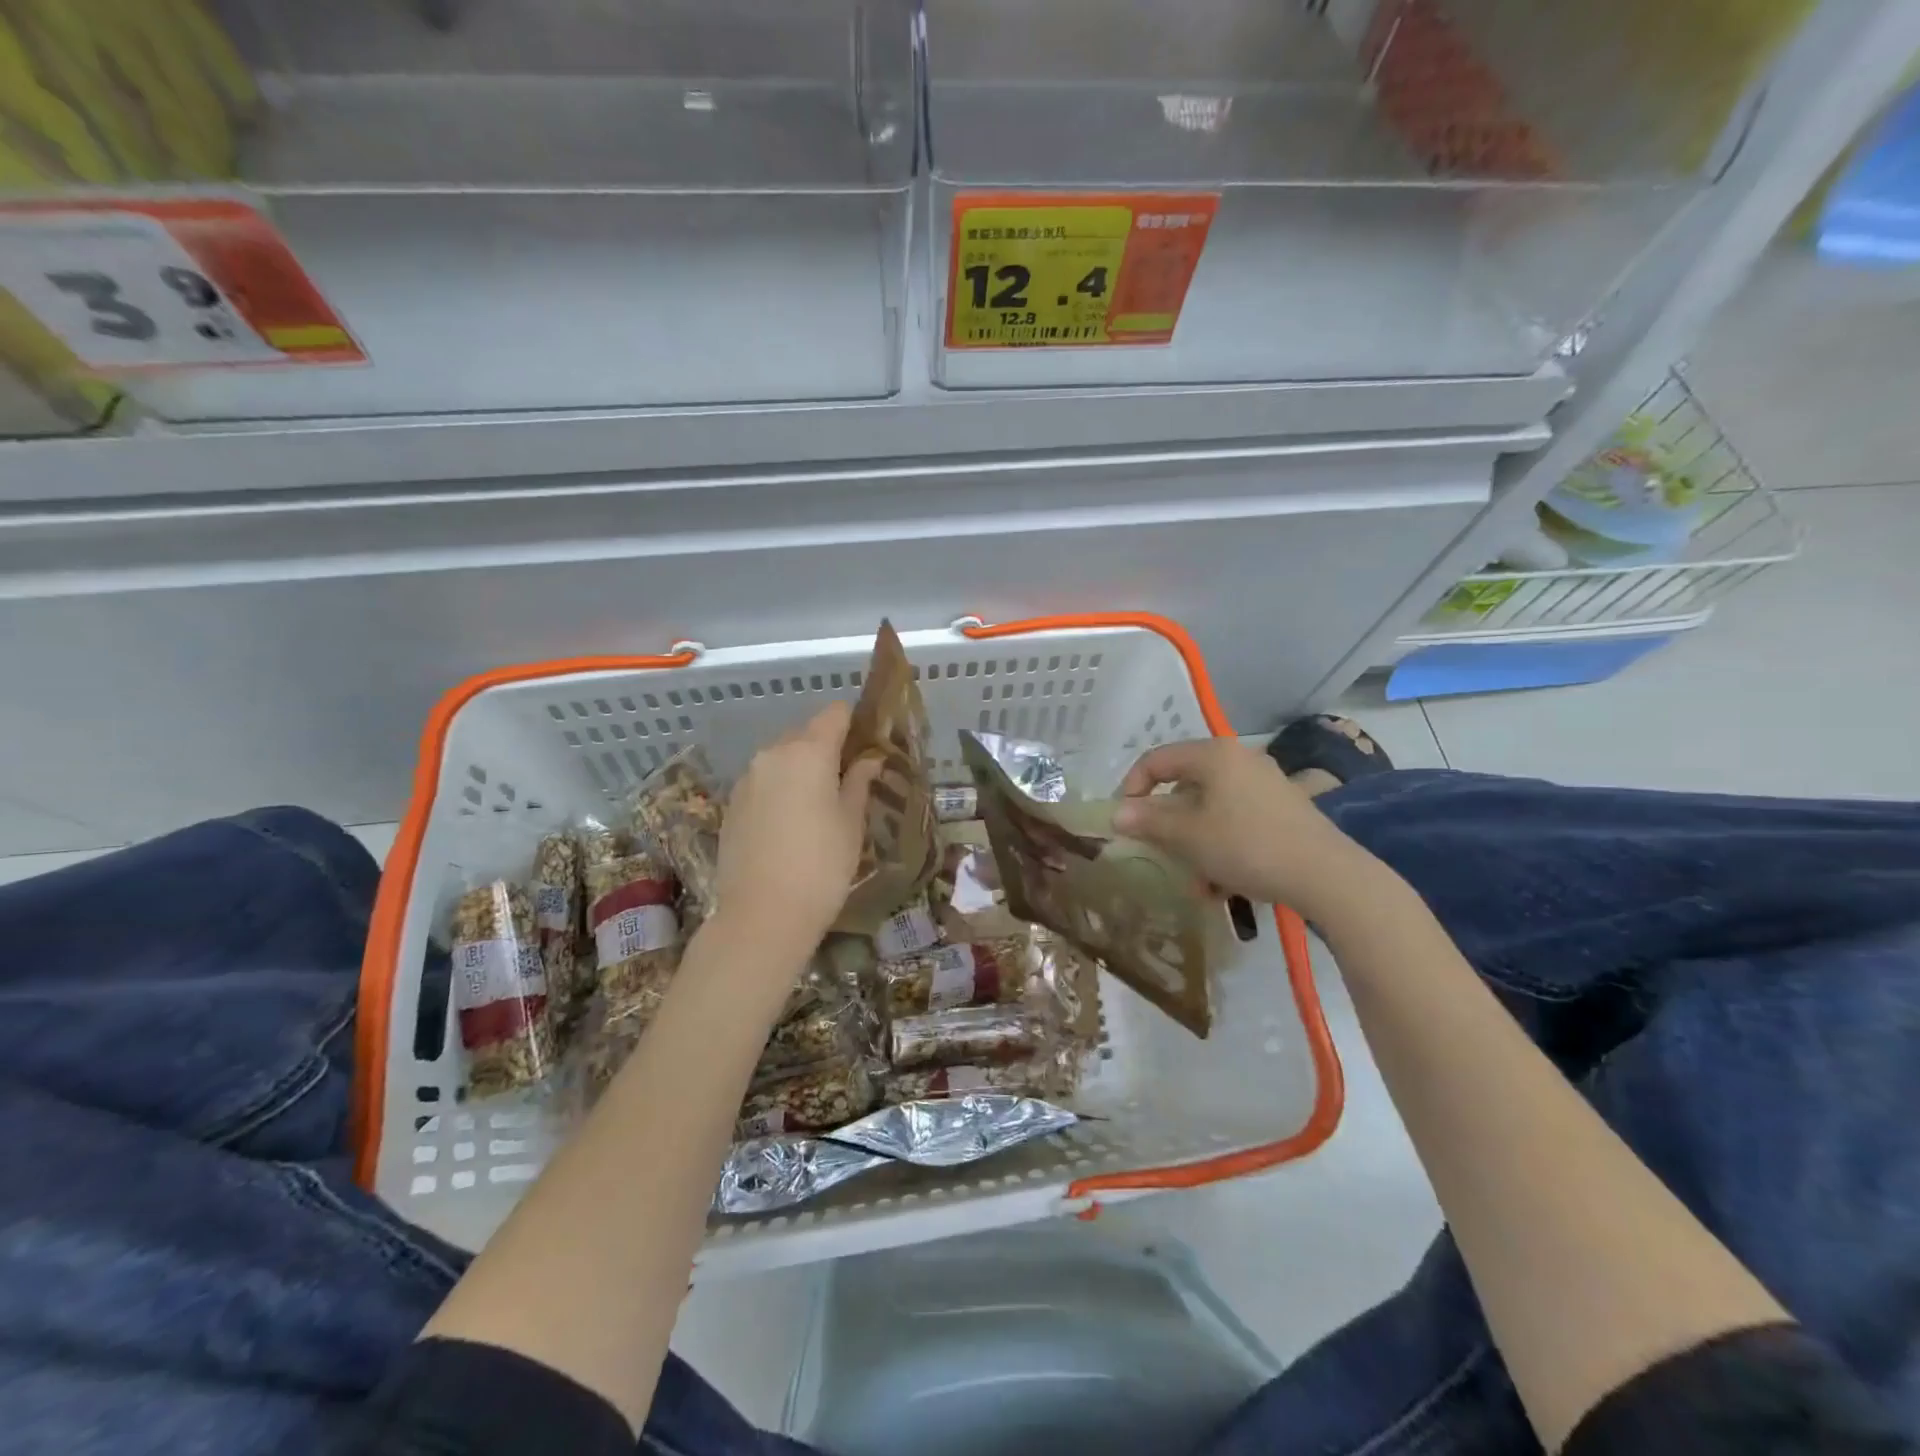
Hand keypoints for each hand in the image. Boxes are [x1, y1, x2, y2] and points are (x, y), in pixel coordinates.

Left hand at [714, 702, 882, 949]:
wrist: (761, 916)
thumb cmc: (821, 866)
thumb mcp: (851, 823)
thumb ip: (859, 782)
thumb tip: (869, 758)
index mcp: (808, 752)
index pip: (835, 713)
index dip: (855, 723)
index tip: (869, 745)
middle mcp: (772, 754)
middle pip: (805, 733)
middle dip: (828, 748)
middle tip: (849, 781)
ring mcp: (746, 779)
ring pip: (782, 758)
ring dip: (802, 770)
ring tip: (820, 806)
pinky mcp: (731, 804)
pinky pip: (764, 782)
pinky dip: (781, 789)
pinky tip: (792, 824)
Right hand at [1112, 738, 1379, 920]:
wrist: (1326, 875)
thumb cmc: (1246, 846)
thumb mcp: (1188, 837)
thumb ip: (1148, 821)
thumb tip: (1116, 813)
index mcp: (1213, 754)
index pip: (1156, 760)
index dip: (1131, 788)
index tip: (1123, 822)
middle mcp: (1239, 759)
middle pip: (1184, 785)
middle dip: (1167, 824)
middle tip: (1157, 852)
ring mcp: (1264, 783)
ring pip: (1210, 808)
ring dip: (1193, 842)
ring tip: (1196, 881)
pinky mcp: (1282, 809)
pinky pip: (1236, 820)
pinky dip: (1221, 844)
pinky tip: (1223, 882)